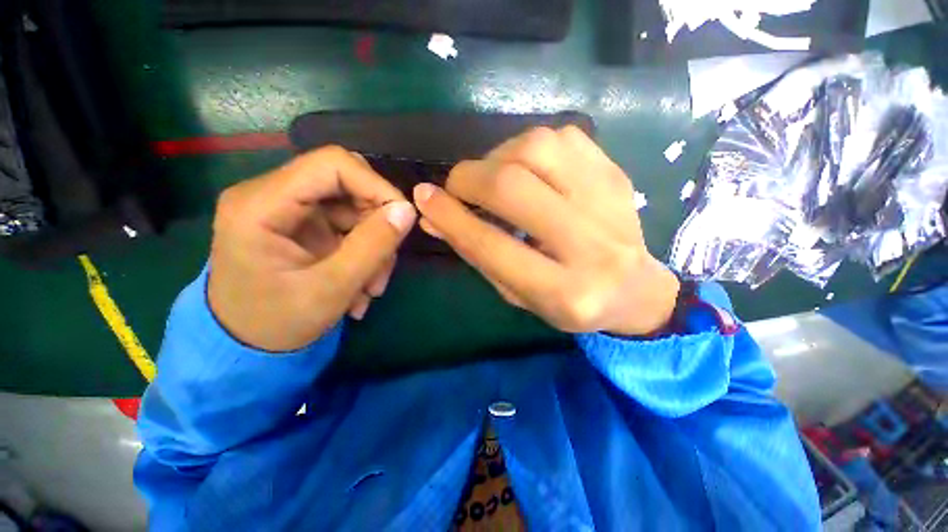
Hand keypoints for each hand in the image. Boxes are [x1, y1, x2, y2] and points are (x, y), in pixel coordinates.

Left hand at [208, 146, 416, 351]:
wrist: (245, 347)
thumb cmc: (277, 324)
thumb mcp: (331, 290)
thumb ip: (372, 247)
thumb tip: (407, 210)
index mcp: (260, 204)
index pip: (332, 164)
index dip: (376, 185)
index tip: (403, 218)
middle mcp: (270, 196)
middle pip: (346, 184)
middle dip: (376, 222)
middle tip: (385, 264)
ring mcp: (288, 210)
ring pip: (353, 207)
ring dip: (374, 244)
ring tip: (372, 286)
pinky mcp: (302, 226)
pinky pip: (348, 225)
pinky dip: (364, 252)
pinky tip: (361, 284)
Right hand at [413, 126, 679, 335]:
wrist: (635, 289)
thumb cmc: (568, 302)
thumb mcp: (518, 293)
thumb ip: (477, 255)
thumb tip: (433, 218)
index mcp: (562, 292)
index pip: (492, 246)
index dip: (451, 217)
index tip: (424, 198)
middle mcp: (590, 246)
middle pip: (513, 188)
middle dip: (469, 179)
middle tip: (457, 187)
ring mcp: (609, 201)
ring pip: (536, 148)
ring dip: (498, 157)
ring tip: (493, 178)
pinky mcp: (615, 173)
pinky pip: (561, 136)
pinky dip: (529, 147)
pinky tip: (527, 169)